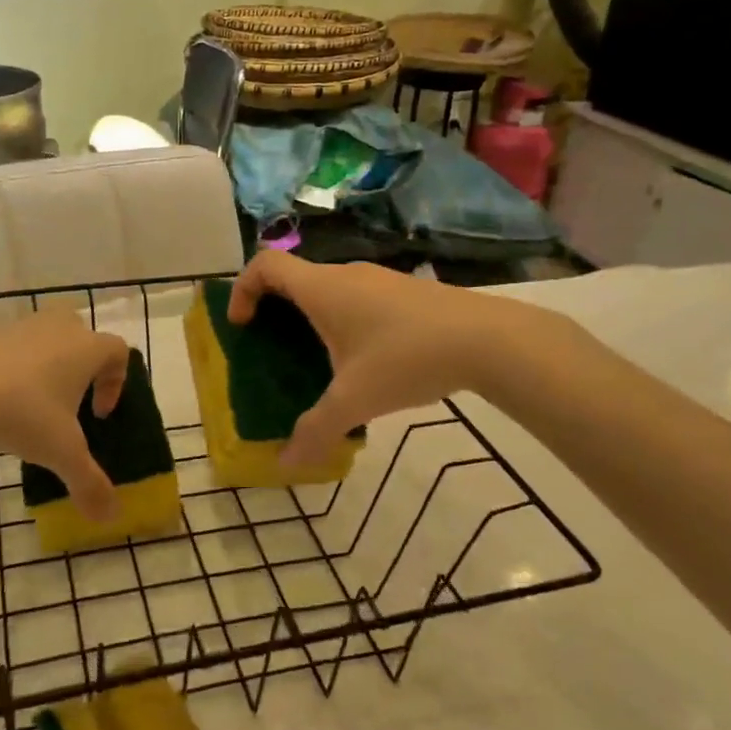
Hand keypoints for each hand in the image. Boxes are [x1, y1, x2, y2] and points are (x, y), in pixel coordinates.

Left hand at [0, 312, 130, 522]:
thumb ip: (89, 483)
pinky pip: (10, 347)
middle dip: (82, 363)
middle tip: (70, 398)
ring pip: (45, 337)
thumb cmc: (24, 412)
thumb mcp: (62, 453)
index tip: (98, 415)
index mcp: (87, 348)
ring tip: (31, 403)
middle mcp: (58, 328)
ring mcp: (20, 326)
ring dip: (46, 365)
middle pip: (82, 334)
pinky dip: (12, 368)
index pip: (118, 352)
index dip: (115, 383)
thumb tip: (111, 517)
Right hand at [227, 251, 523, 465]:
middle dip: (274, 310)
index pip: (265, 265)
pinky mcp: (404, 291)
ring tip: (317, 361)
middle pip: (294, 277)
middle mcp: (344, 275)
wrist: (487, 339)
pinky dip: (342, 320)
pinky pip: (356, 297)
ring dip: (310, 317)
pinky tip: (364, 361)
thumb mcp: (355, 400)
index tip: (243, 326)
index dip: (243, 289)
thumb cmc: (406, 359)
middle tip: (272, 349)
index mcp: (322, 289)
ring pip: (328, 289)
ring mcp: (378, 279)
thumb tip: (286, 464)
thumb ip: (316, 430)